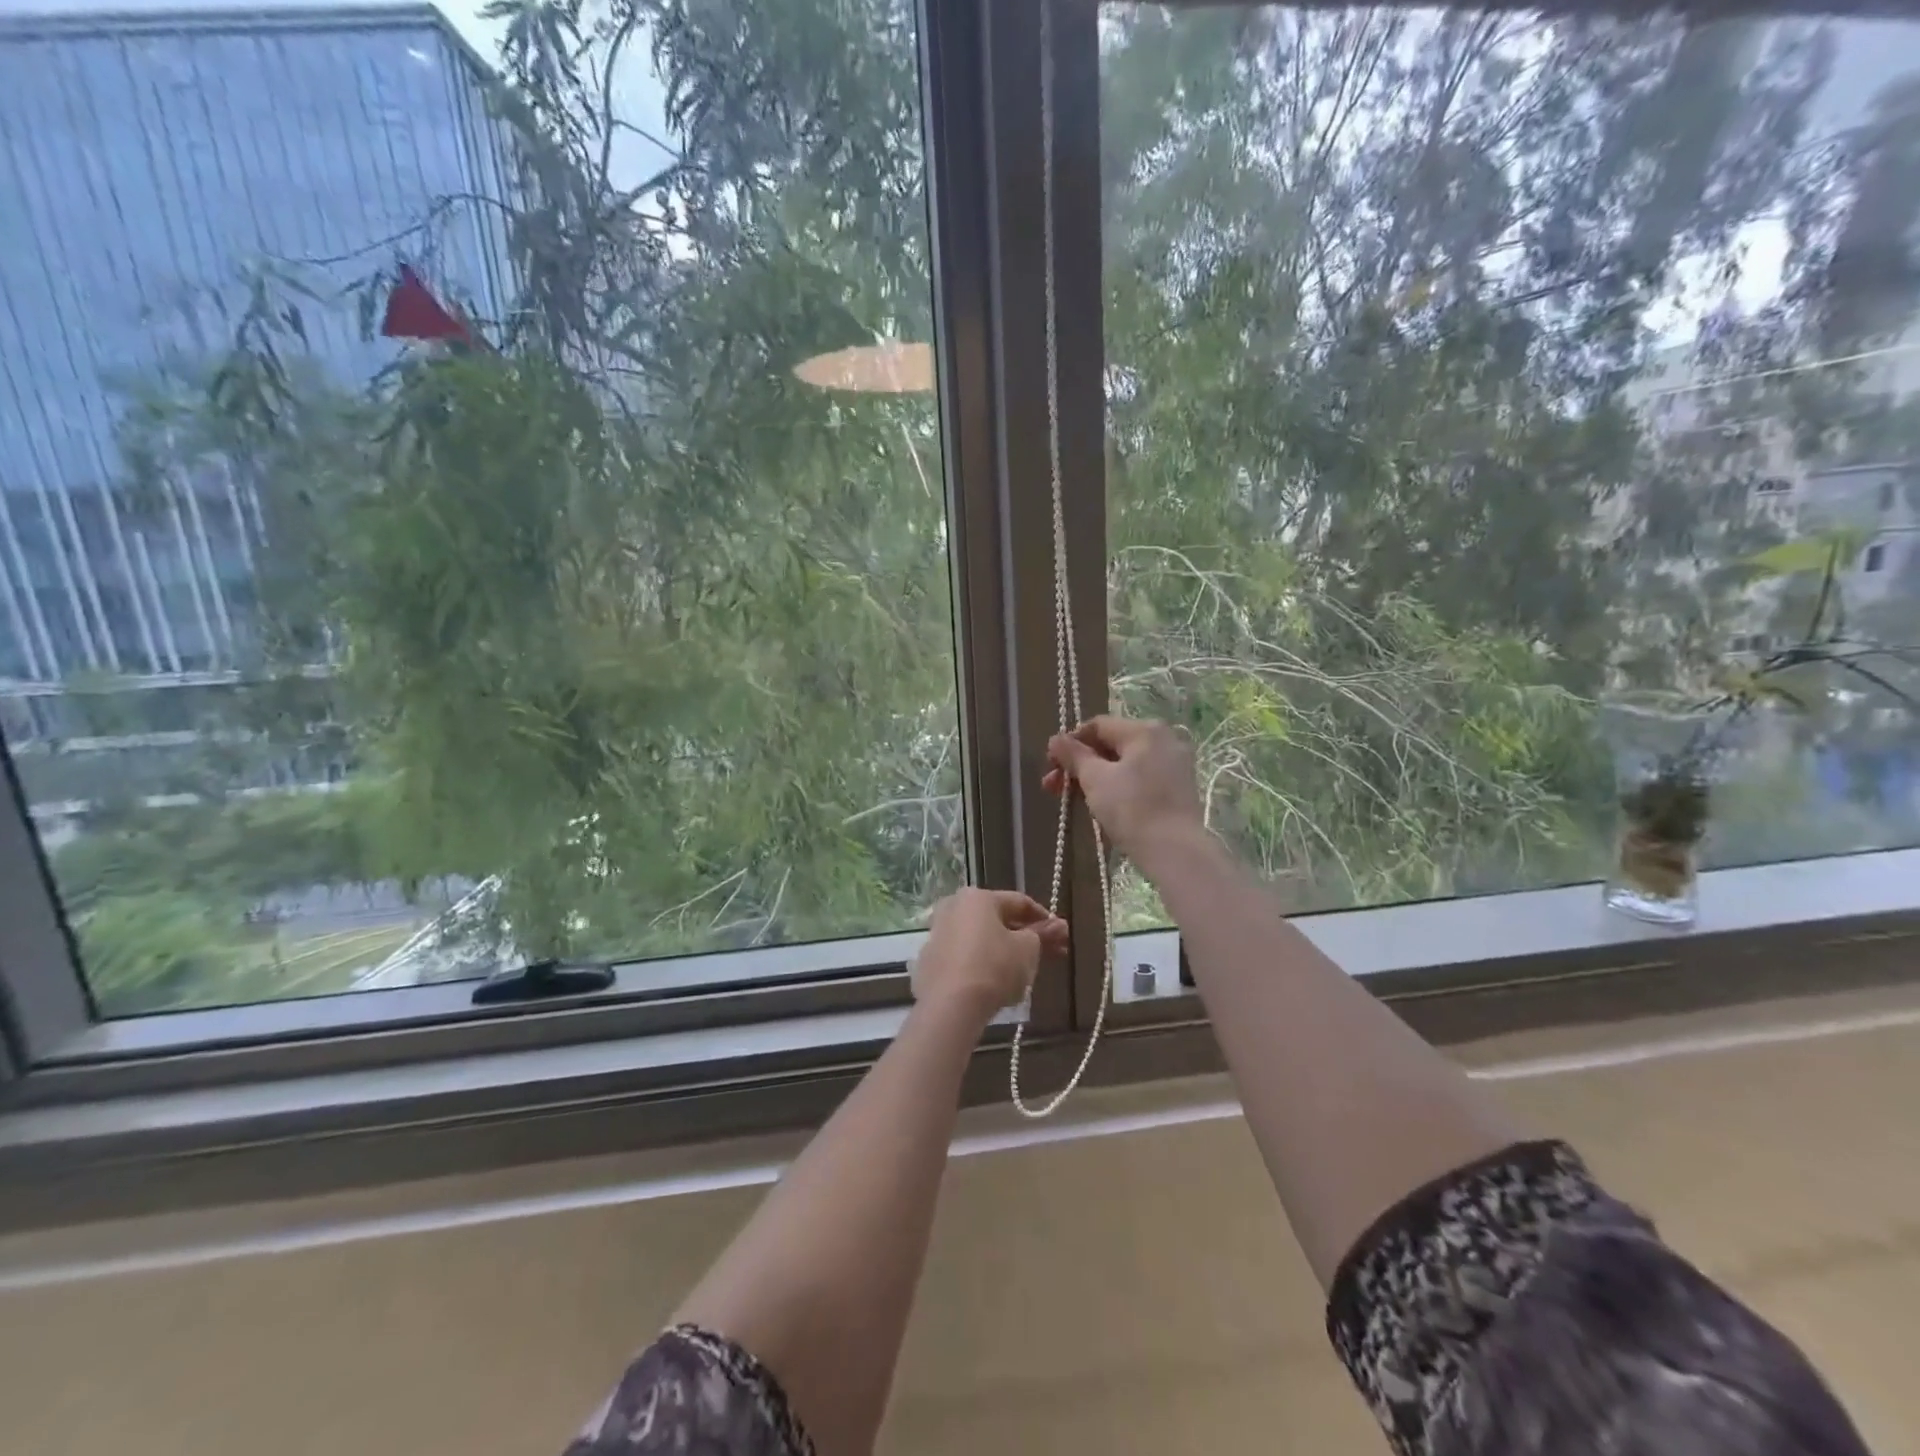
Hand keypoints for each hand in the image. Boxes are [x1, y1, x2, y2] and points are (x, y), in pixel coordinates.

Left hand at [913, 888, 1068, 1022]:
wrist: (950, 1005)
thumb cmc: (995, 967)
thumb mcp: (1028, 950)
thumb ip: (1042, 935)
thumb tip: (1058, 926)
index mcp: (977, 898)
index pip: (1019, 902)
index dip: (1044, 918)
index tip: (1062, 935)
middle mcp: (953, 908)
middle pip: (998, 920)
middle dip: (1026, 936)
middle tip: (1050, 953)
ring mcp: (937, 935)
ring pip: (980, 939)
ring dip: (1004, 951)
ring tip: (1025, 971)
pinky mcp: (929, 962)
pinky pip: (964, 958)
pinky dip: (981, 965)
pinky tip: (996, 984)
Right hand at [1043, 715, 1206, 863]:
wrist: (1175, 851)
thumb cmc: (1131, 808)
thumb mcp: (1095, 779)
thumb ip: (1073, 755)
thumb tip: (1055, 739)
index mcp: (1145, 730)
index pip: (1097, 726)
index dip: (1070, 743)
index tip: (1051, 765)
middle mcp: (1165, 739)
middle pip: (1112, 745)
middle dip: (1079, 764)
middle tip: (1053, 786)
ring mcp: (1175, 764)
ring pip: (1126, 764)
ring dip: (1095, 777)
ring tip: (1073, 799)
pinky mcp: (1179, 789)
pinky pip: (1141, 778)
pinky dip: (1118, 787)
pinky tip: (1102, 806)